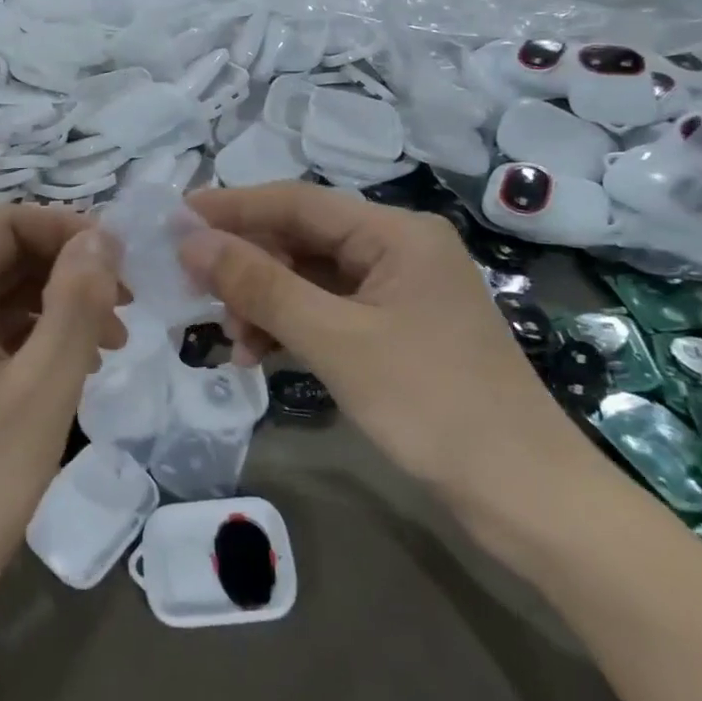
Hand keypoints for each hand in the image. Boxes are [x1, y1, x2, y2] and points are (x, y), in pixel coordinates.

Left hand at [0, 208, 124, 673]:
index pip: (8, 224)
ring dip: (61, 309)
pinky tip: (77, 373)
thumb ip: (75, 305)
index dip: (68, 229)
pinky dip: (41, 345)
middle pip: (8, 260)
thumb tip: (102, 238)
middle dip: (70, 270)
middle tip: (129, 307)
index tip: (123, 262)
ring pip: (6, 303)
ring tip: (114, 344)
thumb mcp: (40, 391)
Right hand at [181, 183, 585, 495]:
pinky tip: (259, 355)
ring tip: (231, 341)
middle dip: (247, 265)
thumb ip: (260, 285)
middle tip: (193, 289)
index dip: (233, 207)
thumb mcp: (335, 340)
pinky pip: (327, 311)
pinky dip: (290, 327)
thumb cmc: (432, 405)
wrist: (525, 498)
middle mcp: (398, 250)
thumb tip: (191, 241)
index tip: (176, 217)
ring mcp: (398, 292)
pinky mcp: (395, 330)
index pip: (297, 202)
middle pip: (302, 239)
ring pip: (309, 278)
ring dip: (264, 303)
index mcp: (396, 233)